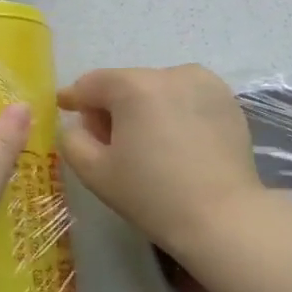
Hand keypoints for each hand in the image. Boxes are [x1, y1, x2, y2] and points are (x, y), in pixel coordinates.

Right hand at [57, 65, 264, 260]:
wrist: (224, 219)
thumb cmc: (153, 196)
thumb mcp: (94, 172)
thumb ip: (72, 139)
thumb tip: (80, 124)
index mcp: (134, 86)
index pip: (91, 84)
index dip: (74, 98)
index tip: (64, 107)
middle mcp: (170, 73)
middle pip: (125, 84)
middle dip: (112, 108)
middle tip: (109, 143)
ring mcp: (204, 83)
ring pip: (157, 89)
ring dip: (145, 108)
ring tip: (148, 144)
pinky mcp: (227, 99)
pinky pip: (186, 97)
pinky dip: (174, 112)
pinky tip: (178, 143)